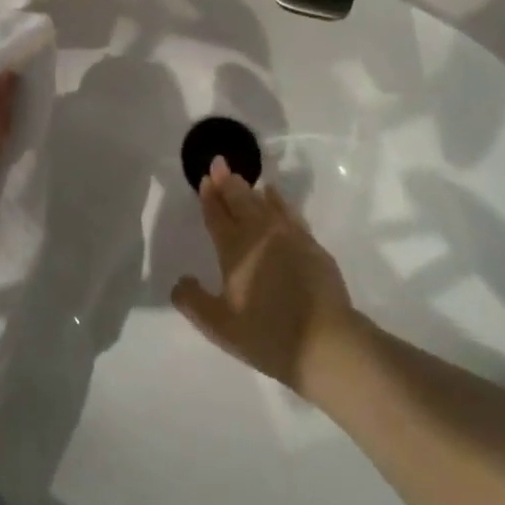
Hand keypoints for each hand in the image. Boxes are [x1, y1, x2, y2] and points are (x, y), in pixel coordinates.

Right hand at [172, 158, 360, 398]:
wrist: (325, 341)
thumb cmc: (268, 335)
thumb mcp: (220, 328)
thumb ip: (194, 302)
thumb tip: (179, 281)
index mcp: (234, 249)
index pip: (217, 216)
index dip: (209, 197)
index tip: (205, 179)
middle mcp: (258, 232)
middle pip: (239, 200)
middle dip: (226, 181)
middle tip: (219, 163)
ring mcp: (287, 234)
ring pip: (262, 201)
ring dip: (248, 188)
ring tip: (240, 178)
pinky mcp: (309, 242)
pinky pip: (287, 210)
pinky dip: (276, 199)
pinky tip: (273, 194)